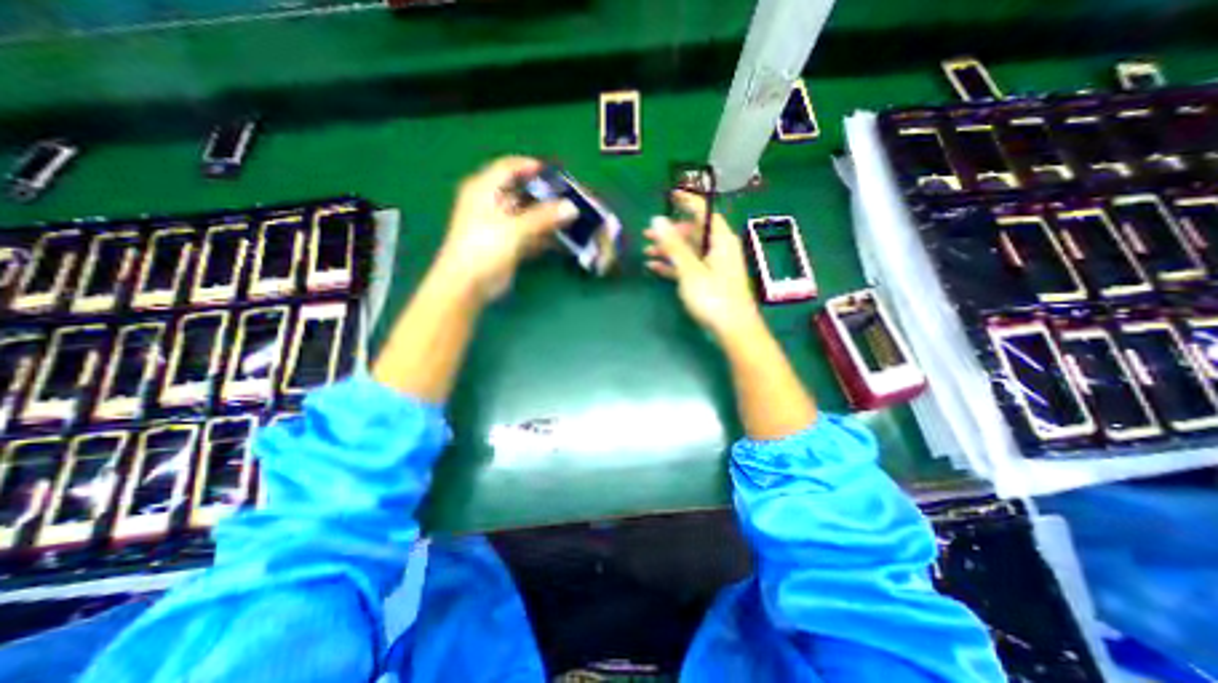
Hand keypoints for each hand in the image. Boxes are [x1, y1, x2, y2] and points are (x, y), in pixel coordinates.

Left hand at [436, 157, 576, 302]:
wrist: (468, 285)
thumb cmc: (483, 249)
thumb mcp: (514, 229)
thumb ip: (544, 217)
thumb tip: (571, 207)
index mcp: (484, 190)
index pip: (509, 167)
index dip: (532, 166)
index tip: (557, 172)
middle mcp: (492, 204)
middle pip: (523, 192)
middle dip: (546, 195)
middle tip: (571, 197)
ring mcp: (501, 226)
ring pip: (529, 215)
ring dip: (549, 217)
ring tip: (572, 218)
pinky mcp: (509, 245)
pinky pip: (531, 235)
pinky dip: (545, 236)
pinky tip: (563, 239)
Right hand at [647, 190, 759, 337]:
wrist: (732, 329)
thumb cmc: (713, 297)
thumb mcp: (690, 269)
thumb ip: (673, 245)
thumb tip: (657, 219)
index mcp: (720, 240)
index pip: (704, 212)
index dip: (687, 202)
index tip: (670, 195)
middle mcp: (718, 249)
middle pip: (693, 233)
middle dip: (670, 233)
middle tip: (647, 234)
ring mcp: (713, 267)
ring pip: (688, 251)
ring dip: (668, 250)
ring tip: (647, 251)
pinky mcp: (708, 282)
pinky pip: (688, 267)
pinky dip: (672, 266)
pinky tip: (654, 268)